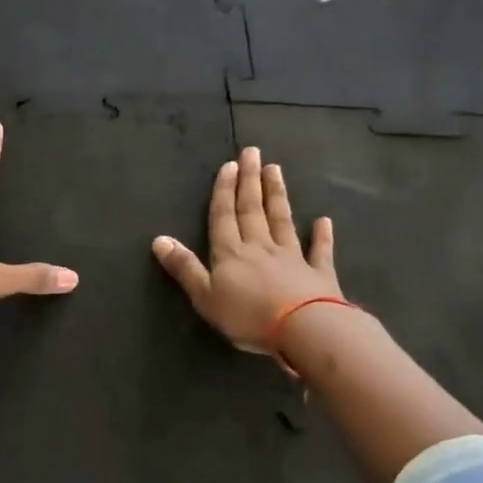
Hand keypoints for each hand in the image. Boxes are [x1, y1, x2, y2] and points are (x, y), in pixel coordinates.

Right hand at [152, 146, 343, 355]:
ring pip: (282, 220)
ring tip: (276, 170)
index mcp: (230, 253)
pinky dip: (321, 235)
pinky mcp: (318, 273)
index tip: (229, 165)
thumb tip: (158, 239)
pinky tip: (323, 221)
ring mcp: (292, 258)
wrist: (304, 329)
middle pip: (253, 210)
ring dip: (277, 195)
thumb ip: (184, 268)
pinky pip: (319, 250)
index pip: (224, 216)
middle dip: (250, 181)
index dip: (224, 191)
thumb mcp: (205, 296)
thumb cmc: (248, 315)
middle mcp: (260, 247)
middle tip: (252, 153)